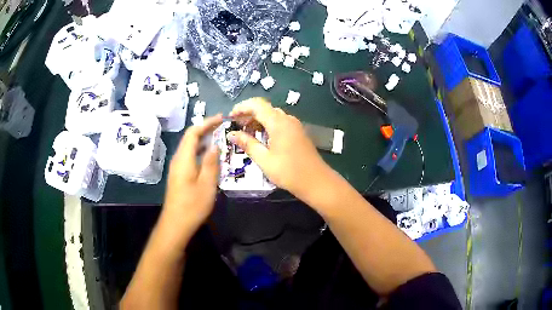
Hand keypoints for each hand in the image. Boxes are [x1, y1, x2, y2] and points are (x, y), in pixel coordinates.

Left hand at [162, 115, 222, 240]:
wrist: (175, 224)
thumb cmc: (192, 206)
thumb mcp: (207, 184)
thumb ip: (211, 163)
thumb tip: (215, 146)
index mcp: (184, 159)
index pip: (193, 133)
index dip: (206, 123)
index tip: (221, 118)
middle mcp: (178, 159)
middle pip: (190, 138)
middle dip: (205, 129)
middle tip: (222, 126)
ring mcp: (177, 168)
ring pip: (189, 147)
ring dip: (203, 140)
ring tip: (218, 138)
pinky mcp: (179, 175)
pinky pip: (189, 157)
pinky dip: (200, 151)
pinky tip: (209, 157)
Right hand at [227, 98, 332, 200]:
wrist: (316, 181)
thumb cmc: (288, 171)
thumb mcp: (264, 159)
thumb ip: (247, 143)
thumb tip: (231, 134)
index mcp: (278, 122)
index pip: (257, 104)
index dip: (241, 107)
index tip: (230, 117)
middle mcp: (287, 119)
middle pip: (264, 108)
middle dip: (248, 115)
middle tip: (235, 127)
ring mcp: (294, 125)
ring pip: (272, 115)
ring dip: (257, 121)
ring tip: (245, 134)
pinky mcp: (298, 132)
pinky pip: (279, 123)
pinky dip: (267, 126)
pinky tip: (261, 139)